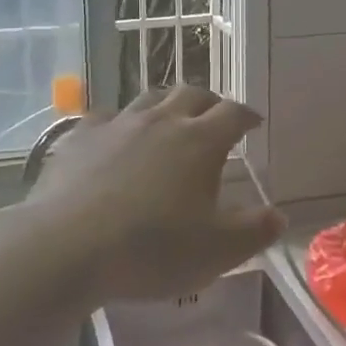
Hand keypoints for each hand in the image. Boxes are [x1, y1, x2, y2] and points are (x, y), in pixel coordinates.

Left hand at [28, 87, 284, 302]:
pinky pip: (107, 117)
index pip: (233, 113)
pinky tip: (116, 138)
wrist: (66, 247)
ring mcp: (118, 124)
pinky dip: (120, 123)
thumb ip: (253, 232)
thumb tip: (279, 216)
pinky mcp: (80, 137)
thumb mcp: (216, 252)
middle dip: (210, 102)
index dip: (247, 115)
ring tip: (170, 121)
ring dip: (167, 105)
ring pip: (149, 98)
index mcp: (200, 141)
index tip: (253, 123)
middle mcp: (162, 120)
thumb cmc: (151, 249)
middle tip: (215, 117)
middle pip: (192, 94)